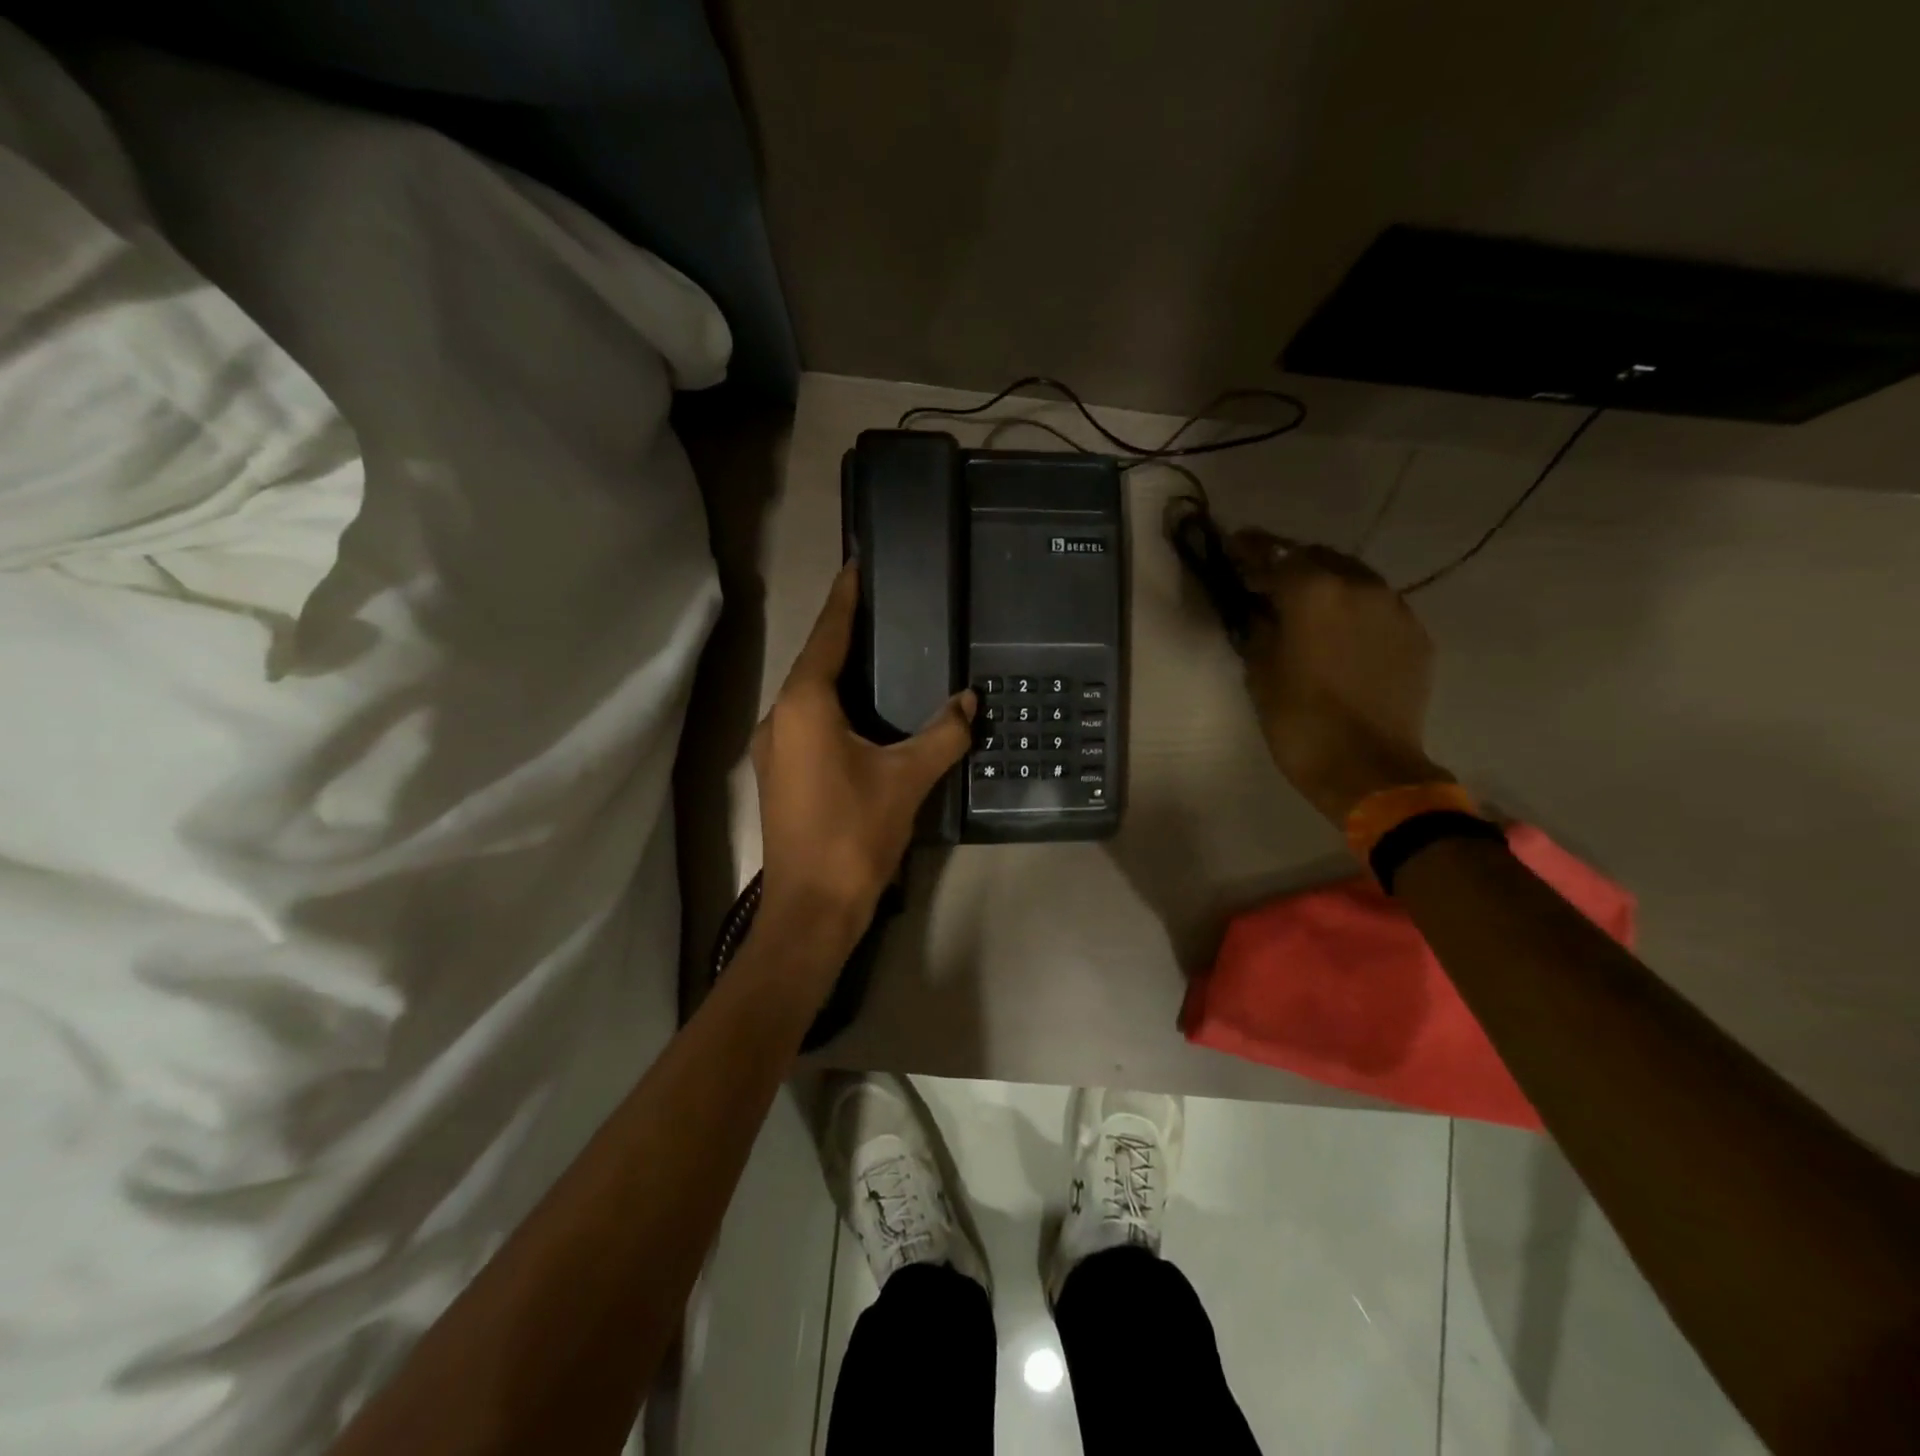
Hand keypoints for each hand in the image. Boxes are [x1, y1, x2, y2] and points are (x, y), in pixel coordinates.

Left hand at [751, 565, 975, 966]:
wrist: (811, 908)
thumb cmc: (855, 834)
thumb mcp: (907, 779)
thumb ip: (942, 734)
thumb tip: (968, 700)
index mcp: (805, 706)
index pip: (827, 637)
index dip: (845, 600)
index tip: (857, 565)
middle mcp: (780, 718)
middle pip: (814, 663)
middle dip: (844, 634)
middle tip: (881, 609)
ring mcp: (775, 749)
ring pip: (809, 696)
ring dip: (838, 673)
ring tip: (876, 653)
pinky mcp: (780, 775)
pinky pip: (808, 723)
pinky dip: (833, 706)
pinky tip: (862, 713)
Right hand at [1225, 531, 1449, 826]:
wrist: (1368, 768)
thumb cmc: (1299, 721)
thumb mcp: (1261, 672)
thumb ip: (1259, 628)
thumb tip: (1260, 609)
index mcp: (1313, 592)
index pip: (1275, 554)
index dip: (1251, 548)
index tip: (1234, 542)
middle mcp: (1359, 586)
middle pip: (1318, 557)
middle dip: (1291, 564)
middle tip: (1267, 580)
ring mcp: (1395, 608)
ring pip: (1353, 578)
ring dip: (1325, 583)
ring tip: (1305, 603)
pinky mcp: (1415, 635)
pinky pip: (1378, 606)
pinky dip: (1354, 609)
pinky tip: (1340, 631)